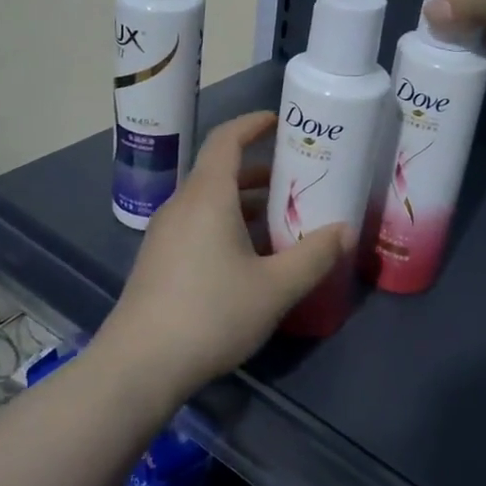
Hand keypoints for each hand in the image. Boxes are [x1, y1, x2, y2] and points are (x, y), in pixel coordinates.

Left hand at [93, 112, 351, 406]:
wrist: (141, 363)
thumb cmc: (211, 314)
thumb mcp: (275, 288)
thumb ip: (314, 256)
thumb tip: (344, 230)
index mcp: (207, 197)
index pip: (226, 140)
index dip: (252, 124)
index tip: (278, 121)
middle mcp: (182, 206)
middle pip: (219, 172)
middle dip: (258, 171)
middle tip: (296, 180)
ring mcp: (165, 234)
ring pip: (208, 202)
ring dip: (244, 203)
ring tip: (280, 219)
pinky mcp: (158, 260)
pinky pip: (197, 225)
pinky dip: (226, 225)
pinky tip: (249, 258)